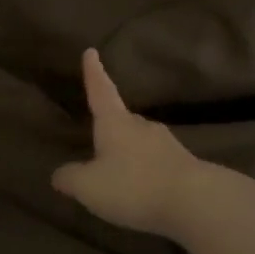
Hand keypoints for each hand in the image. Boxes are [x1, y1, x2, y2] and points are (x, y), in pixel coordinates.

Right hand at [52, 48, 213, 238]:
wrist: (196, 202)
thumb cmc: (133, 185)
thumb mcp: (89, 186)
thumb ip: (70, 178)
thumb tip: (59, 173)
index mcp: (115, 123)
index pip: (100, 91)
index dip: (94, 73)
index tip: (91, 51)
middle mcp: (141, 126)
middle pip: (123, 119)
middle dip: (111, 125)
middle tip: (99, 136)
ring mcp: (167, 144)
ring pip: (142, 142)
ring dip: (130, 152)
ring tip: (119, 171)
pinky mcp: (184, 166)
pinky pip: (157, 163)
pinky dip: (147, 171)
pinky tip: (143, 189)